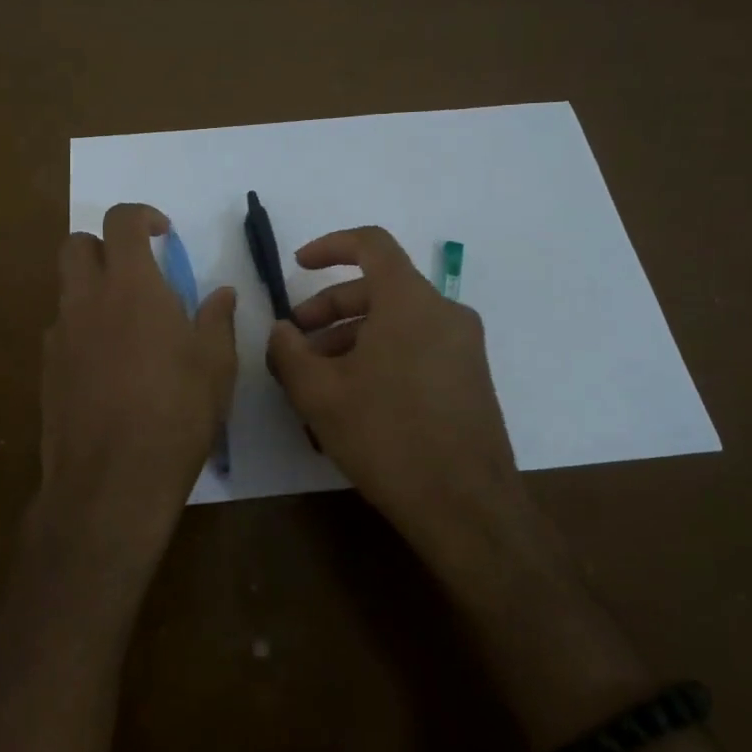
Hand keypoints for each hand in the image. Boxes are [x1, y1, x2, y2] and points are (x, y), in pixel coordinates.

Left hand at [37, 204, 236, 562]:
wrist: (111, 481)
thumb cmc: (176, 413)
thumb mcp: (215, 364)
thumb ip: (216, 319)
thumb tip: (221, 293)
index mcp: (130, 286)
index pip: (121, 221)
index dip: (142, 216)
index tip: (163, 234)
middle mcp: (86, 300)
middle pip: (77, 244)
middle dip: (105, 246)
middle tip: (138, 273)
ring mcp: (60, 336)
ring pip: (67, 289)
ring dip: (94, 289)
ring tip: (130, 328)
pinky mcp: (46, 371)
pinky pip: (63, 331)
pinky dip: (84, 330)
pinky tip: (110, 369)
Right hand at [267, 226, 521, 560]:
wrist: (467, 507)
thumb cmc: (387, 437)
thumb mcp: (319, 394)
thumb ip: (288, 351)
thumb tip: (282, 331)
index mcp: (410, 301)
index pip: (371, 244)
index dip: (330, 246)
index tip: (298, 265)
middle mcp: (444, 313)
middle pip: (379, 288)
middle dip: (329, 308)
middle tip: (295, 343)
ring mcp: (463, 347)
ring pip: (396, 322)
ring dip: (351, 339)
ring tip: (316, 380)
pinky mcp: (469, 378)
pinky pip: (416, 348)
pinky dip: (379, 356)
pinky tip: (353, 400)